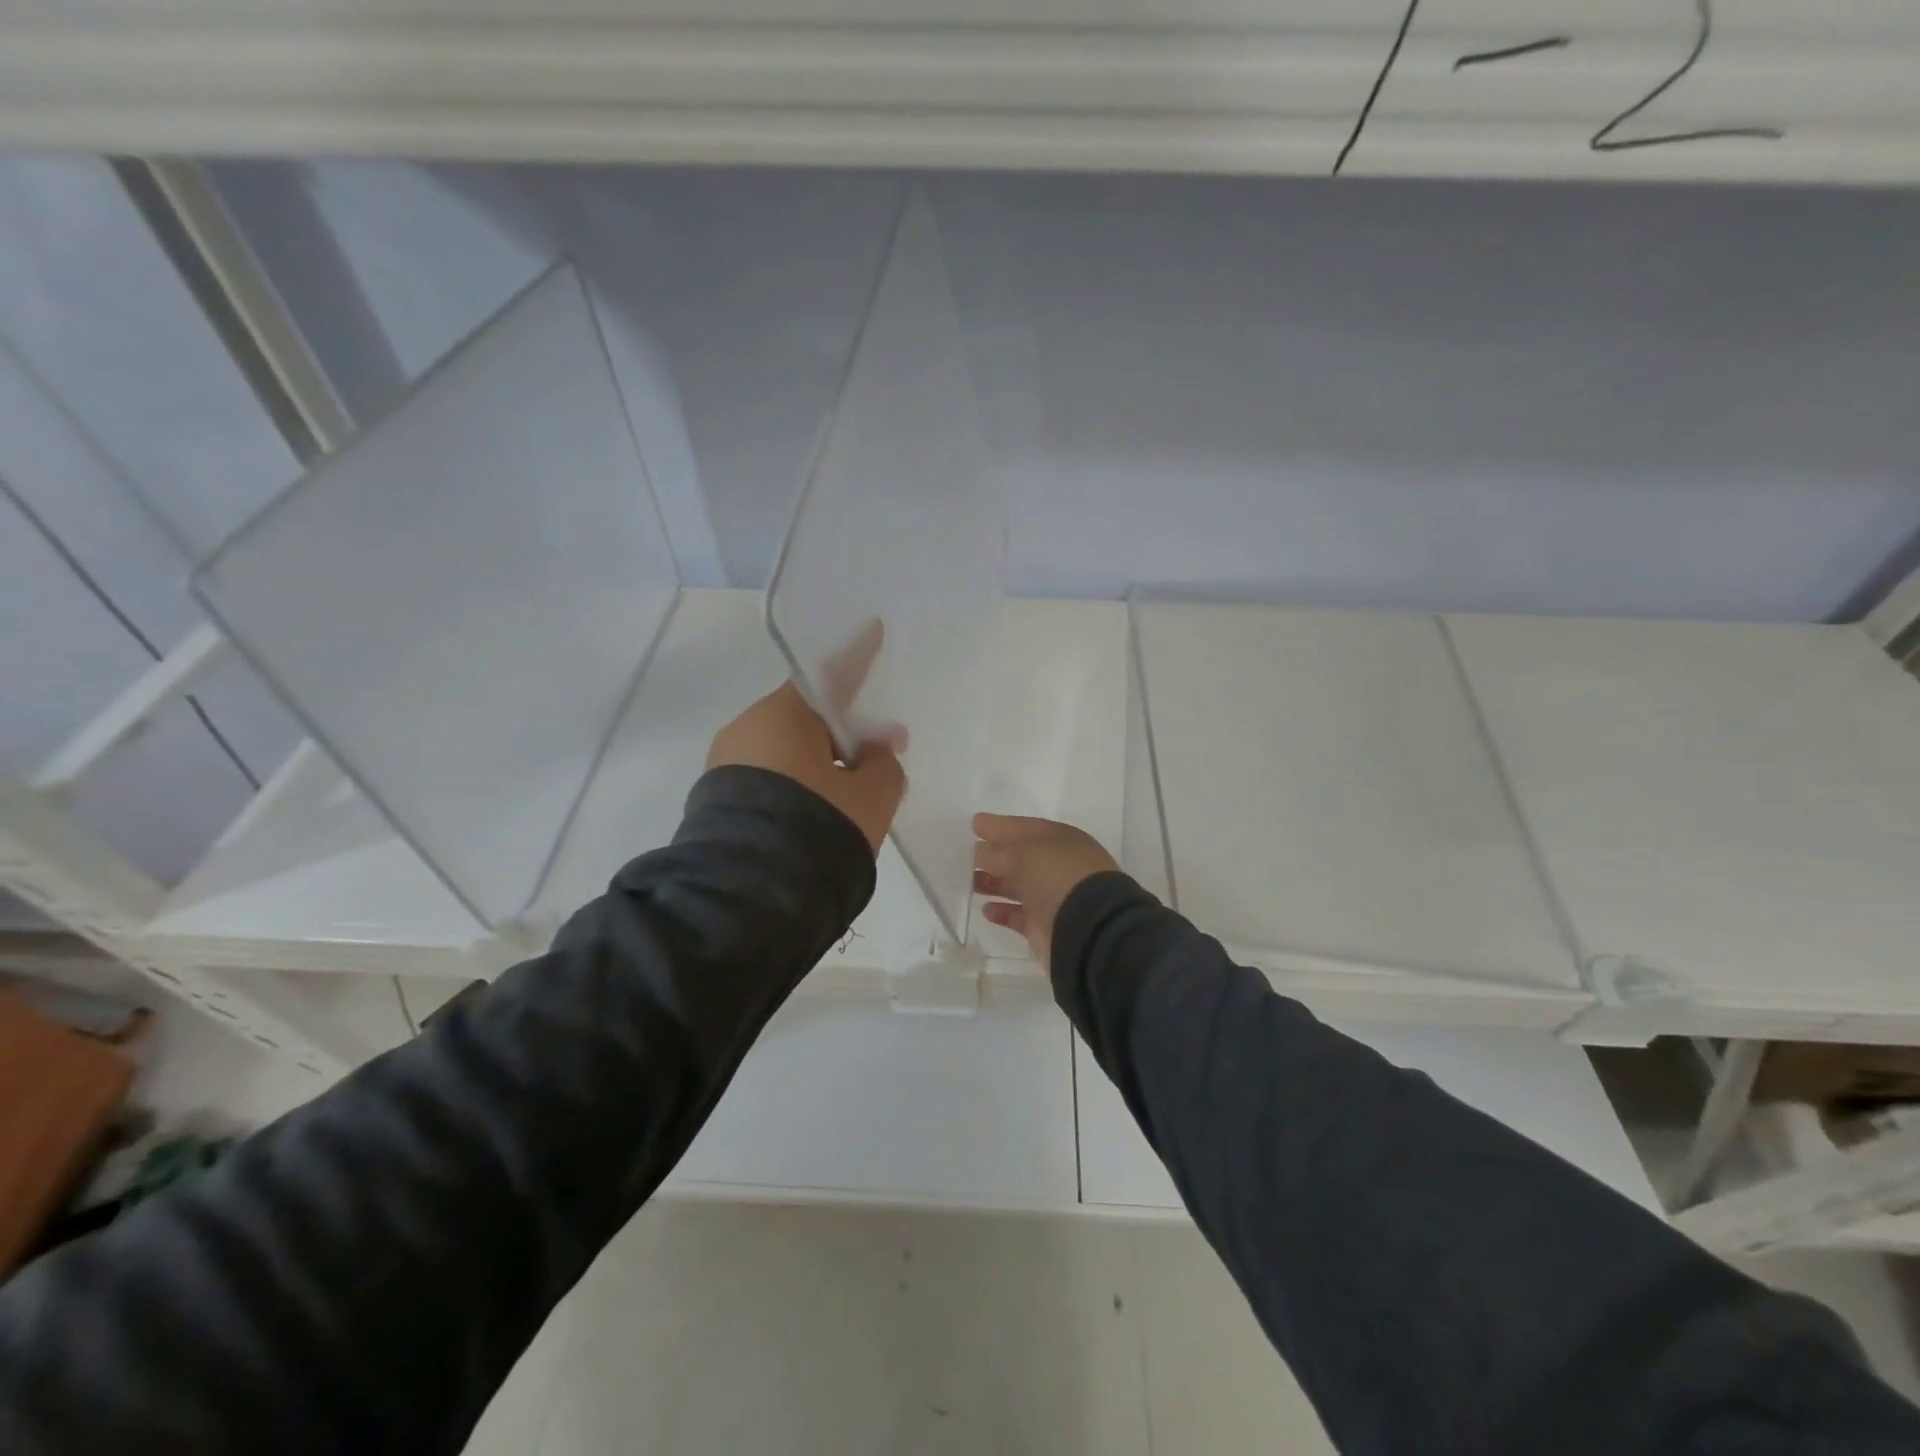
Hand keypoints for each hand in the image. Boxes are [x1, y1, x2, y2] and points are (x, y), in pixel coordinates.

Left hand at [707, 623, 904, 855]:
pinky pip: (769, 776)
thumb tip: (875, 751)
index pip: (829, 676)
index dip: (857, 656)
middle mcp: (748, 729)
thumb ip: (884, 765)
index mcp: (783, 716)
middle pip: (807, 719)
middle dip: (844, 733)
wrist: (750, 893)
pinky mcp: (716, 798)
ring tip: (850, 798)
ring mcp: (726, 764)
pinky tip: (817, 814)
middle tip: (878, 756)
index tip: (873, 629)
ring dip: (821, 764)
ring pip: (787, 751)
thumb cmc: (819, 827)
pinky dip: (797, 785)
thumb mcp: (871, 796)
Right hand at [972, 813, 1119, 966]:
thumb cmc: (1057, 878)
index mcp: (1058, 839)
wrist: (1089, 930)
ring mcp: (1052, 897)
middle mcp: (1056, 866)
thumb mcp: (1021, 854)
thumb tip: (977, 852)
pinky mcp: (1045, 926)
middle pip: (1018, 857)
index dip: (998, 826)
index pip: (1021, 827)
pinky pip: (1019, 915)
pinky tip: (986, 909)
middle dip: (992, 855)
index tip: (973, 824)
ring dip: (993, 883)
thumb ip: (994, 852)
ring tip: (968, 882)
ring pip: (1017, 886)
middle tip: (962, 855)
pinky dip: (1002, 912)